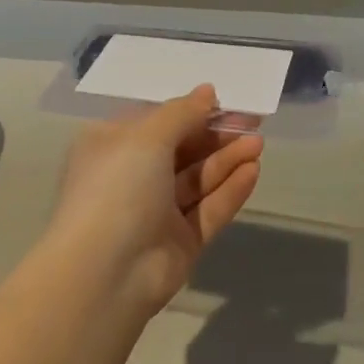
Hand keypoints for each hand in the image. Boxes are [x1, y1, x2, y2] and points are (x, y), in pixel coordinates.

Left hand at [46, 86, 263, 320]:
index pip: (156, 122)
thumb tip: (207, 92)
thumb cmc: (117, 188)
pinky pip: (208, 210)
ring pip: (198, 180)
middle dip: (216, 136)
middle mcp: (132, 177)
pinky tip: (253, 171)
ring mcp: (157, 212)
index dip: (191, 111)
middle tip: (253, 123)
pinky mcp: (180, 241)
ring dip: (227, 160)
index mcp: (112, 147)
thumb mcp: (146, 137)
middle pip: (182, 150)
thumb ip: (181, 113)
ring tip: (258, 144)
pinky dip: (229, 190)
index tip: (225, 103)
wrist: (106, 272)